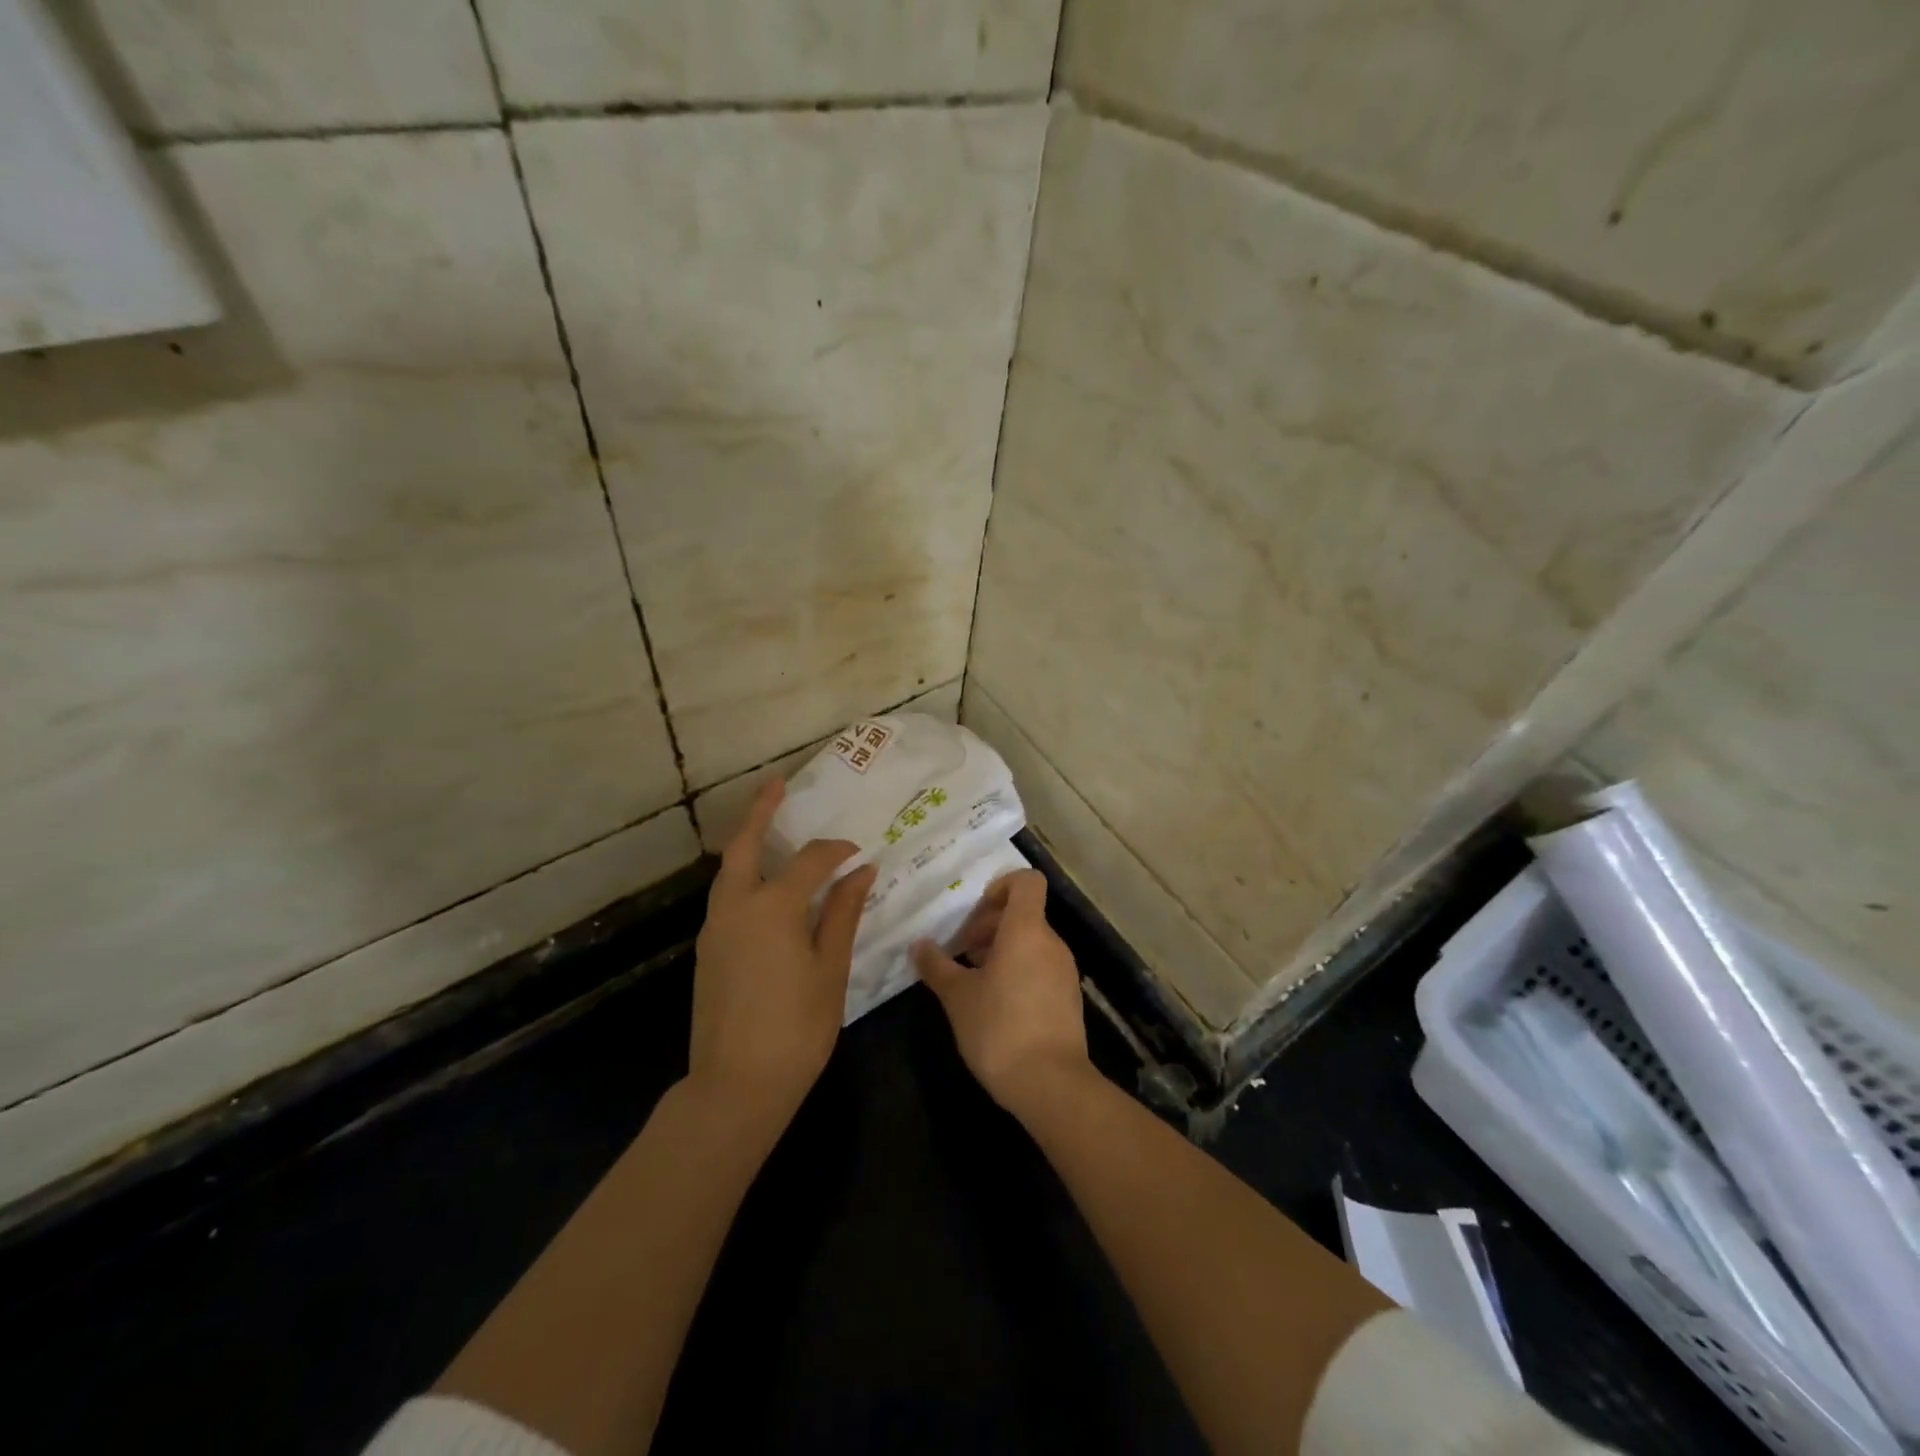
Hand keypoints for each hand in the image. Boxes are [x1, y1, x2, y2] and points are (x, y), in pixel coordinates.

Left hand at [690, 778, 876, 1133]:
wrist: (736, 1085)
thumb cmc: (796, 1029)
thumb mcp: (830, 969)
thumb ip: (842, 914)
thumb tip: (861, 871)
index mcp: (772, 908)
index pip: (809, 861)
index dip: (836, 852)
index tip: (859, 854)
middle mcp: (736, 907)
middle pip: (745, 846)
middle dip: (760, 811)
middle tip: (777, 784)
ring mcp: (715, 928)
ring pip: (729, 871)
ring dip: (749, 843)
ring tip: (771, 826)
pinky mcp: (707, 950)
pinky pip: (726, 896)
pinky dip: (744, 876)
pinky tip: (766, 886)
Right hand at [912, 870, 1089, 1116]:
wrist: (1051, 1084)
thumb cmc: (999, 1029)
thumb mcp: (958, 997)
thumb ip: (937, 966)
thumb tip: (918, 945)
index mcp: (1026, 930)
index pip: (1026, 881)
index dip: (1001, 886)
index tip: (974, 912)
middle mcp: (1051, 942)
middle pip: (1024, 913)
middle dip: (989, 924)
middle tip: (961, 950)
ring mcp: (1064, 970)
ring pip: (1031, 941)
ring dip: (1001, 949)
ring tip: (972, 977)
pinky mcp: (1068, 997)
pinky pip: (1040, 966)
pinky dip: (1018, 970)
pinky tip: (995, 1002)